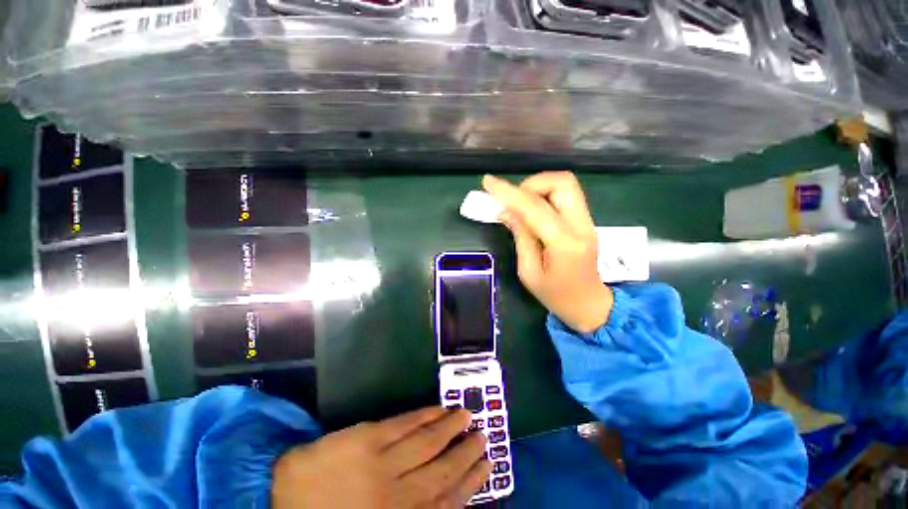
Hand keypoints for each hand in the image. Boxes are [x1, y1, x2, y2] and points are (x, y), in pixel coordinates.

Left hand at [272, 407, 491, 508]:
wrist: (276, 498)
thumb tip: (435, 500)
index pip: (446, 501)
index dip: (470, 482)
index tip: (487, 466)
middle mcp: (398, 495)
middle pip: (443, 470)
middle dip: (466, 453)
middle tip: (483, 435)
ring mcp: (383, 463)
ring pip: (428, 443)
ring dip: (451, 428)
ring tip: (467, 415)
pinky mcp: (368, 438)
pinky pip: (405, 424)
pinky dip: (425, 415)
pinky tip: (438, 407)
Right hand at [483, 172, 612, 333]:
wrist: (590, 305)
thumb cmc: (555, 295)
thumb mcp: (528, 272)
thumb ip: (520, 237)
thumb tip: (506, 210)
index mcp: (565, 243)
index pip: (535, 207)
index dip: (509, 192)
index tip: (489, 182)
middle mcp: (581, 225)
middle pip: (562, 182)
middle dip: (531, 184)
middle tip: (512, 200)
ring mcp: (587, 220)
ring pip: (565, 184)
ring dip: (538, 187)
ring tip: (520, 205)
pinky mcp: (586, 220)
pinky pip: (565, 195)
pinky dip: (545, 195)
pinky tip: (531, 210)